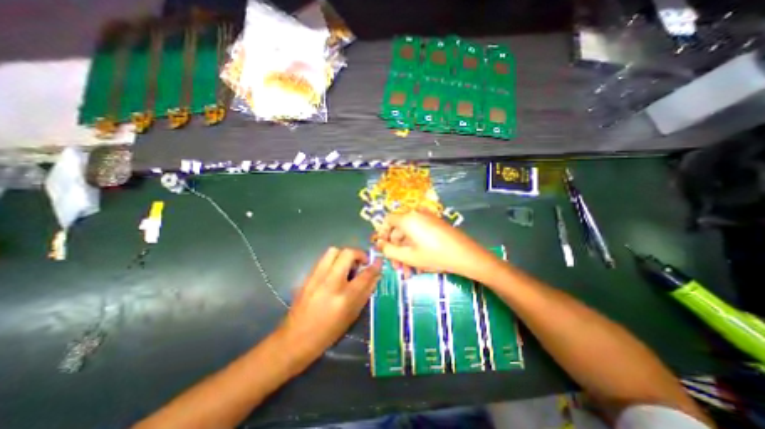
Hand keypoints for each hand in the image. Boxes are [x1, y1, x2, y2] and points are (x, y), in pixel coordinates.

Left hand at [278, 246, 380, 356]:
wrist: (294, 339)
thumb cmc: (328, 333)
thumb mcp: (351, 316)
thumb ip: (365, 293)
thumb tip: (375, 276)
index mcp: (344, 297)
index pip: (364, 274)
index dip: (374, 266)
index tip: (378, 261)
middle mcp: (330, 282)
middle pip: (347, 253)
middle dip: (358, 254)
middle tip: (361, 263)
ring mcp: (316, 277)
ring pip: (333, 251)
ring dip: (344, 255)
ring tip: (347, 266)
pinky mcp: (307, 276)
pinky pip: (323, 259)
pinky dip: (333, 261)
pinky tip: (334, 273)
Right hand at [374, 209, 499, 277]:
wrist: (466, 255)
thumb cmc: (434, 255)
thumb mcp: (408, 256)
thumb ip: (389, 250)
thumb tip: (379, 244)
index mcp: (408, 219)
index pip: (388, 221)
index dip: (382, 234)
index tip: (383, 249)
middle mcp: (417, 215)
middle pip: (399, 231)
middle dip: (396, 251)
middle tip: (397, 268)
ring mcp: (428, 220)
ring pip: (410, 236)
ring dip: (406, 254)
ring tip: (409, 272)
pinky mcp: (436, 225)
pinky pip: (420, 235)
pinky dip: (416, 248)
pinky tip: (419, 266)